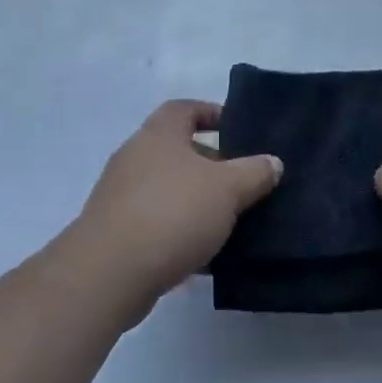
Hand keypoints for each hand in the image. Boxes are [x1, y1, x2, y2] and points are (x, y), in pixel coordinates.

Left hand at [68, 100, 281, 324]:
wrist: (108, 274)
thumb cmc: (172, 213)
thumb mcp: (227, 189)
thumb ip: (254, 172)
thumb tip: (273, 162)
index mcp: (159, 134)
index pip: (185, 108)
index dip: (212, 113)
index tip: (238, 131)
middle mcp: (135, 156)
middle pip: (178, 150)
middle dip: (211, 164)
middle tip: (242, 182)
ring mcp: (120, 195)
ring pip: (168, 189)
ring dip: (196, 202)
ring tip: (229, 221)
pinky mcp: (115, 232)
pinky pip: (156, 223)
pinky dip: (179, 233)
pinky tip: (203, 256)